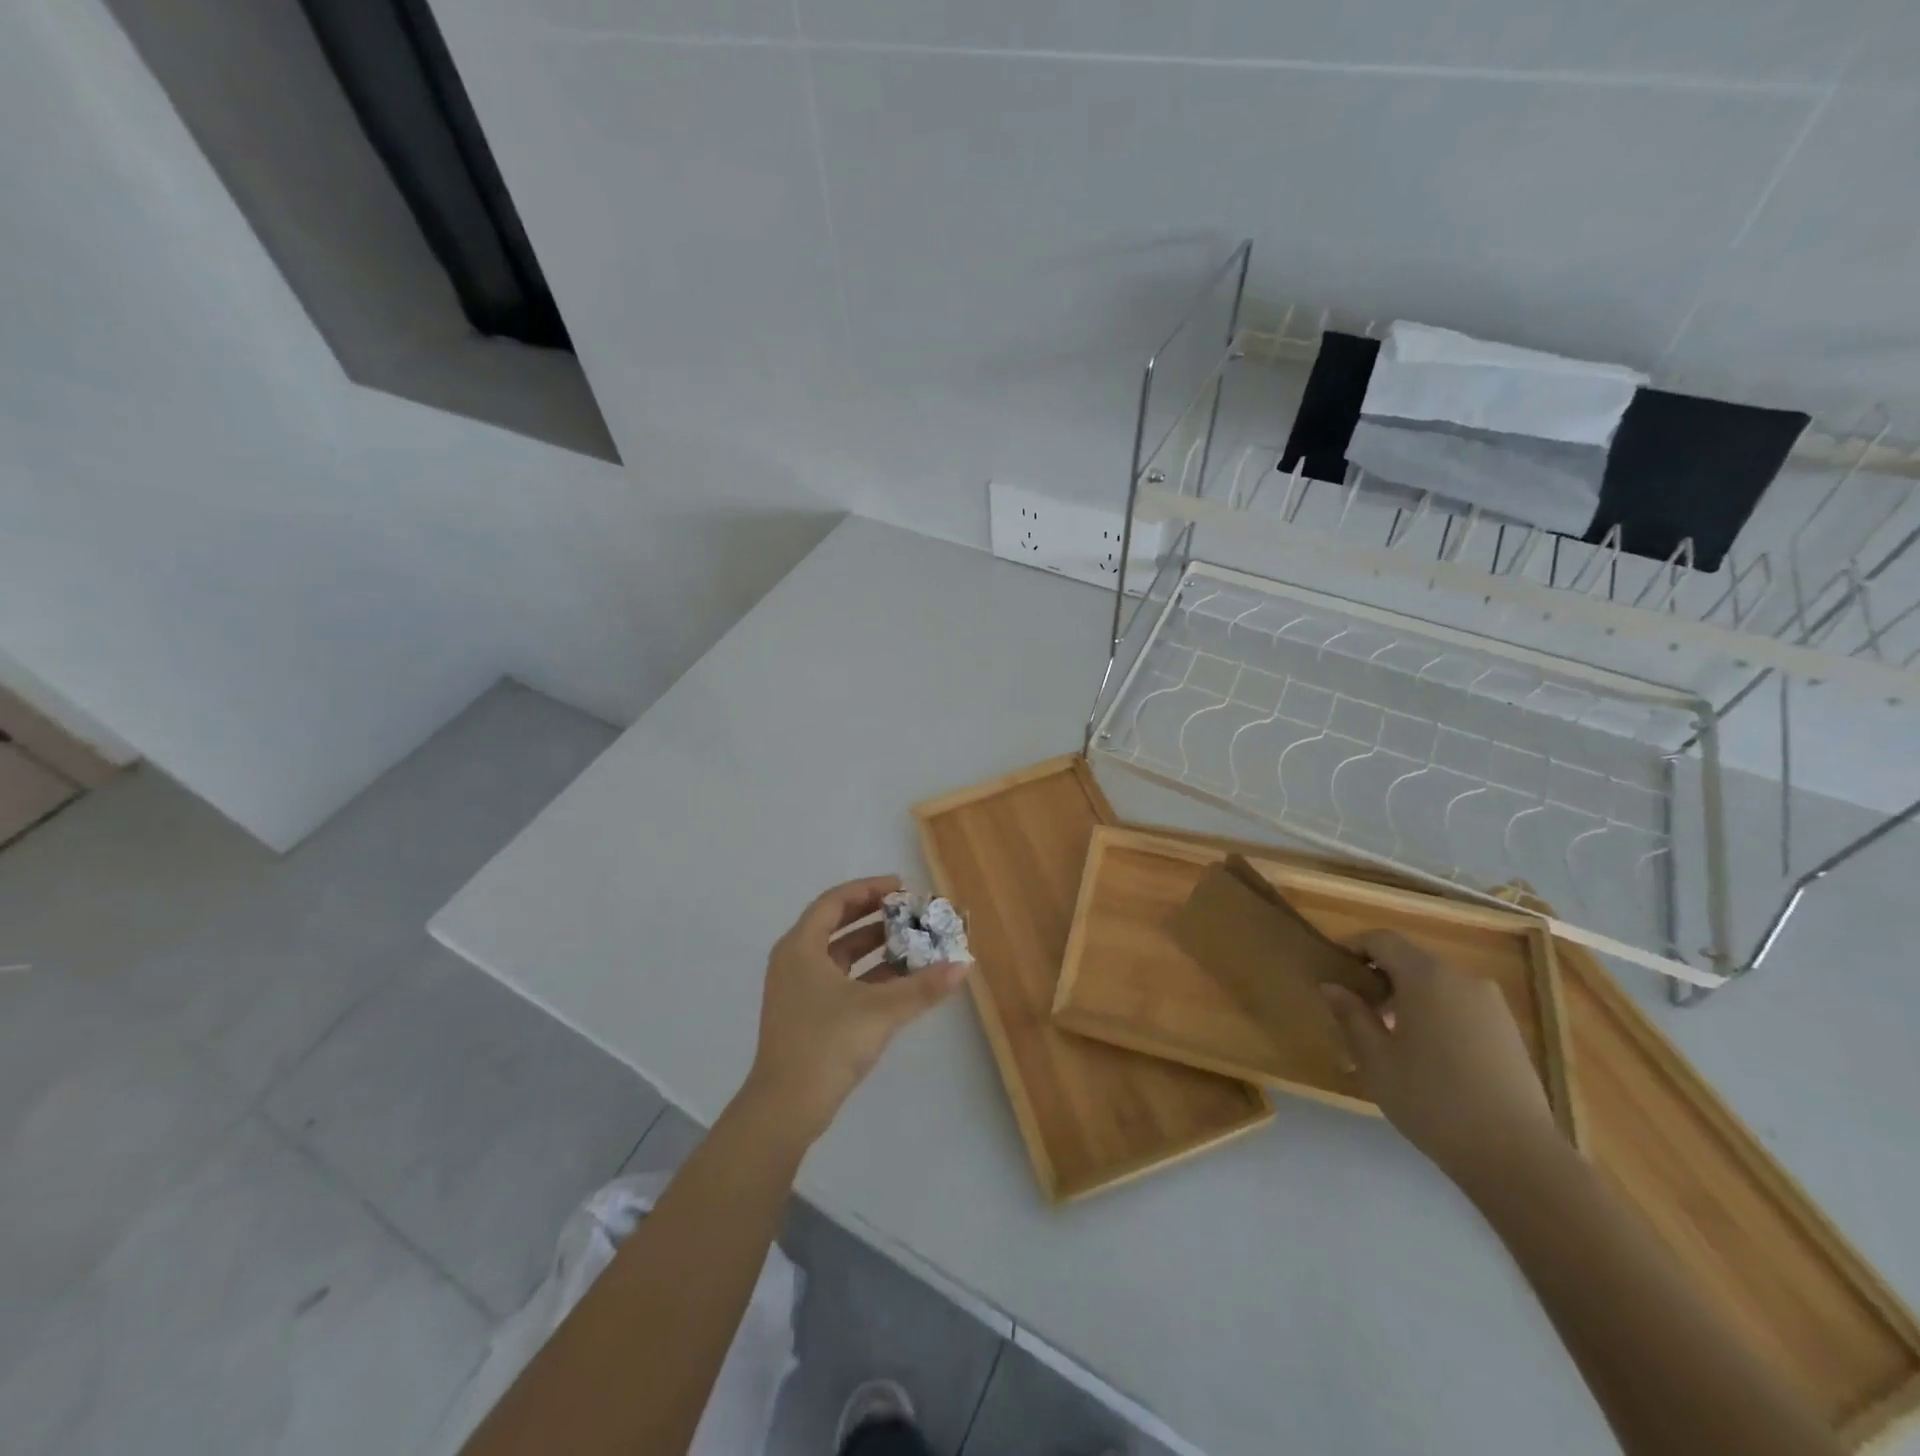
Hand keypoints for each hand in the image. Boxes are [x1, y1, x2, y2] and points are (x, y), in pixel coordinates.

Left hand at [742, 875, 970, 1148]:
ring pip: (841, 956)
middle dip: (876, 917)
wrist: (786, 1108)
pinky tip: (902, 980)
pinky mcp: (808, 1016)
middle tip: (911, 912)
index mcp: (801, 947)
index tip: (903, 888)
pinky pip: (842, 980)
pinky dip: (869, 975)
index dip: (869, 889)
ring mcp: (799, 991)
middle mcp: (796, 961)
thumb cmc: (827, 1043)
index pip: (835, 901)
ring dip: (876, 947)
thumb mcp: (880, 1010)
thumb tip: (963, 966)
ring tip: (914, 942)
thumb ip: (923, 987)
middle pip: (838, 925)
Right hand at [1322, 930, 1559, 1195]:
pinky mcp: (1508, 1031)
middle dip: (1380, 976)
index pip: (1382, 939)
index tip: (1334, 971)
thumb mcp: (1375, 1059)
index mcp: (1426, 976)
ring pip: (1436, 984)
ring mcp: (1491, 1005)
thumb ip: (1350, 1015)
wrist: (1517, 1157)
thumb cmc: (1431, 1100)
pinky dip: (1435, 1013)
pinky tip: (1427, 1055)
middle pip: (1410, 959)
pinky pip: (1459, 1005)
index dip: (1353, 947)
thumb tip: (1331, 986)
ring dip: (1408, 996)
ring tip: (1390, 1037)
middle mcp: (1461, 979)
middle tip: (1356, 1010)